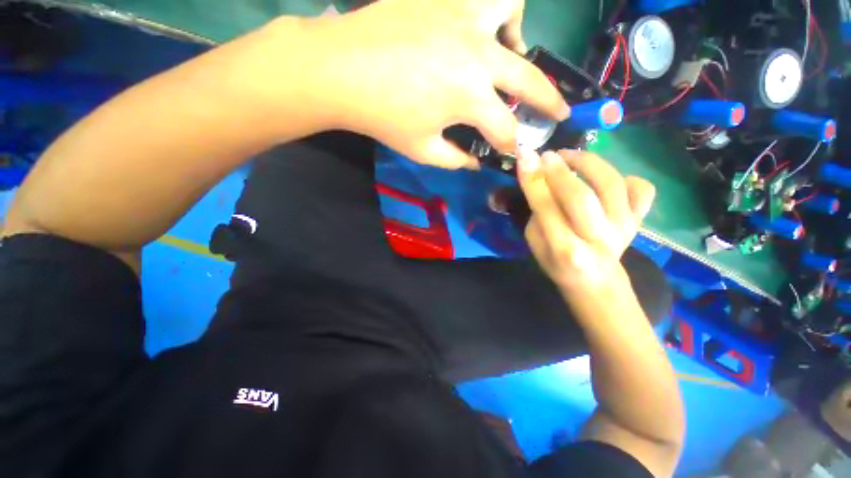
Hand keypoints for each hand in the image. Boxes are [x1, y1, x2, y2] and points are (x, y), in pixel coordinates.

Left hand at [299, 0, 568, 168]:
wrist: (343, 70)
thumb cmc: (384, 117)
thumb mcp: (423, 150)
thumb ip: (456, 159)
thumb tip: (475, 163)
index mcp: (471, 98)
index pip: (505, 129)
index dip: (511, 145)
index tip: (513, 152)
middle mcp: (480, 55)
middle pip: (530, 80)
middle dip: (549, 102)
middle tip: (558, 112)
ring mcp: (464, 19)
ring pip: (513, 11)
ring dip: (519, 36)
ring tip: (510, 54)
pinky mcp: (445, 0)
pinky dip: (491, 12)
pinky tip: (477, 30)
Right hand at [517, 149, 654, 297]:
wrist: (595, 283)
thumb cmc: (557, 264)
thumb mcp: (535, 244)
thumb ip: (537, 214)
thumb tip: (540, 179)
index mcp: (565, 250)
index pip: (546, 209)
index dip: (534, 180)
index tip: (525, 155)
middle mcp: (597, 239)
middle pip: (580, 197)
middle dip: (559, 170)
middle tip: (547, 156)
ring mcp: (623, 229)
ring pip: (611, 185)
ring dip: (588, 163)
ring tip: (570, 156)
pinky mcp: (640, 222)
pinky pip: (641, 190)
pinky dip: (627, 177)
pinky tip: (607, 179)